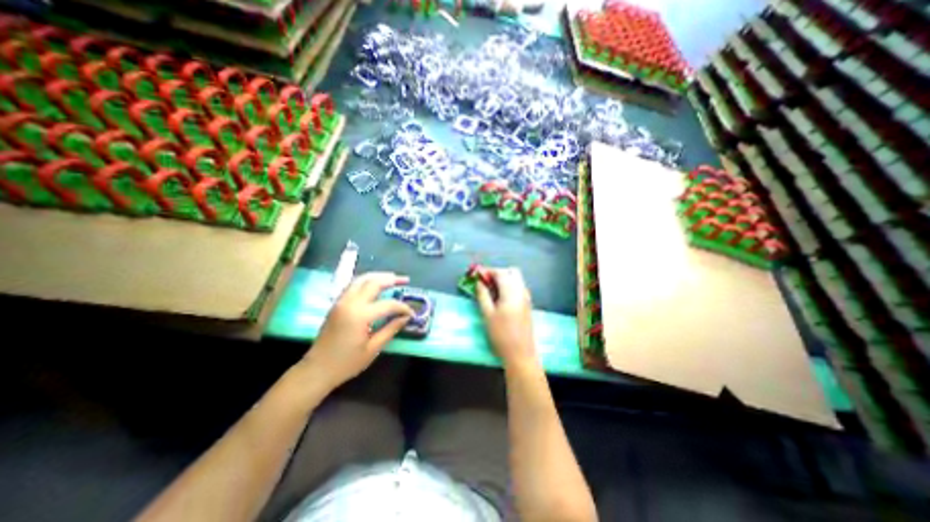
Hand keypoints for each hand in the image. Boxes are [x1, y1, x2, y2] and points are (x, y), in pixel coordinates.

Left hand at [304, 271, 412, 389]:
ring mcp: (341, 301)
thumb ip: (391, 329)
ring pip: (361, 279)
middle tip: (405, 280)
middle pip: (373, 282)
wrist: (317, 370)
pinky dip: (366, 281)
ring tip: (392, 277)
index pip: (388, 304)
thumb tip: (405, 318)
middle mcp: (350, 303)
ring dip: (378, 276)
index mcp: (360, 315)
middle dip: (391, 279)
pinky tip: (374, 284)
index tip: (411, 313)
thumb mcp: (373, 349)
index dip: (402, 307)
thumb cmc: (346, 363)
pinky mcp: (337, 304)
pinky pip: (353, 285)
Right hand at [479, 269, 537, 366]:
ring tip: (491, 290)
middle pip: (512, 272)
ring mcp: (526, 298)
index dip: (489, 271)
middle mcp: (522, 291)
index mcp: (511, 292)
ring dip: (505, 279)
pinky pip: (519, 288)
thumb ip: (483, 295)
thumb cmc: (501, 335)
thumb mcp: (487, 314)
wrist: (521, 354)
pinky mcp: (527, 305)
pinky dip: (510, 286)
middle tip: (486, 282)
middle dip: (498, 273)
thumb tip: (479, 282)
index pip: (501, 273)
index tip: (478, 275)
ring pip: (517, 279)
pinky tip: (501, 298)